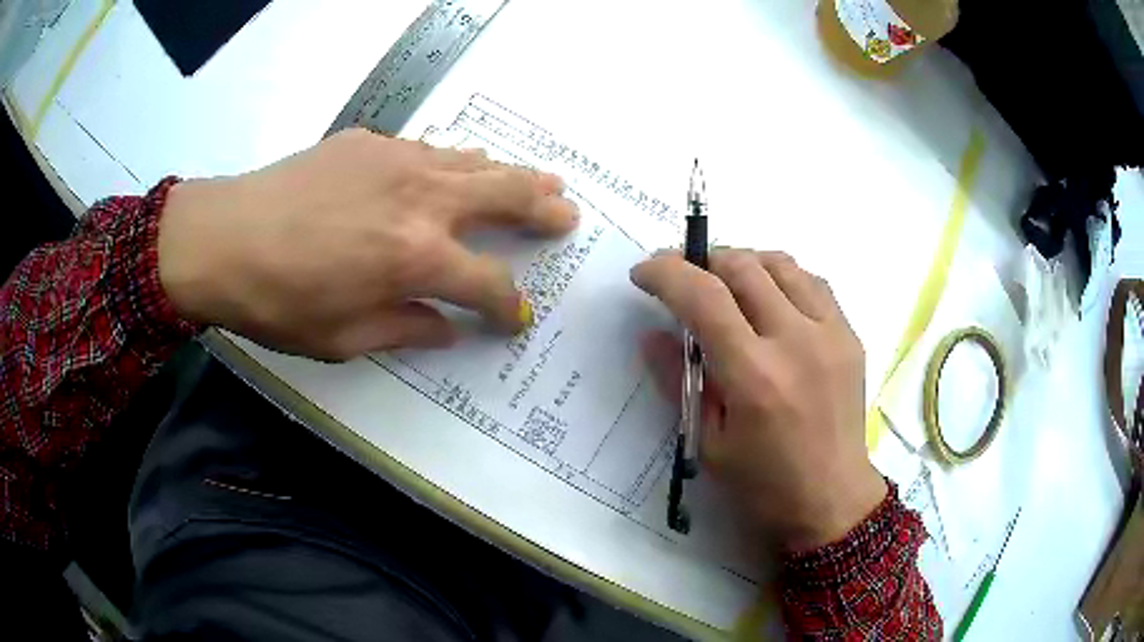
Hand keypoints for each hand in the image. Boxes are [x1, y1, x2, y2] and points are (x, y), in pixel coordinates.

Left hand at [158, 129, 577, 359]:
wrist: (222, 238)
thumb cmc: (278, 302)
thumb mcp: (344, 339)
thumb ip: (406, 328)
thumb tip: (446, 328)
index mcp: (417, 259)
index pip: (490, 283)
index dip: (510, 305)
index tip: (517, 317)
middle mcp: (422, 201)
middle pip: (506, 196)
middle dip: (544, 209)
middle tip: (568, 214)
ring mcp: (397, 161)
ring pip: (475, 163)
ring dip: (511, 175)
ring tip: (539, 180)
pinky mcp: (370, 143)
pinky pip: (430, 151)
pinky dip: (455, 164)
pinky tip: (457, 170)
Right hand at [632, 249, 886, 550]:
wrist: (832, 499)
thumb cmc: (764, 484)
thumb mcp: (708, 442)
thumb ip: (678, 381)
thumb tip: (652, 334)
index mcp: (754, 376)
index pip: (704, 297)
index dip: (666, 273)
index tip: (643, 273)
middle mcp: (796, 341)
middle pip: (743, 267)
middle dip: (701, 260)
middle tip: (681, 275)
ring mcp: (830, 333)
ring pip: (781, 264)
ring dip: (743, 262)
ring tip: (724, 281)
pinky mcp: (850, 335)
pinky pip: (813, 282)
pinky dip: (781, 277)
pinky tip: (769, 297)